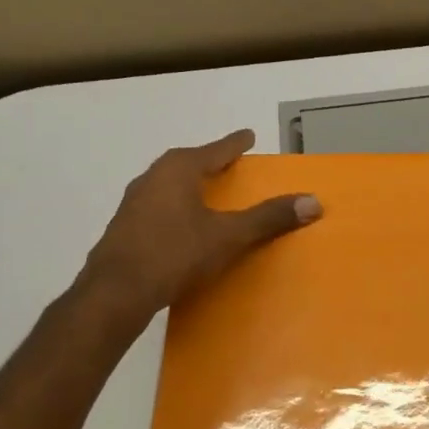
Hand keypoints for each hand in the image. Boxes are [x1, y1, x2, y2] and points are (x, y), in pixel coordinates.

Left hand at [82, 130, 320, 316]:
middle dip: (209, 162)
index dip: (235, 144)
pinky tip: (182, 224)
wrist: (115, 293)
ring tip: (208, 193)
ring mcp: (133, 202)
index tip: (248, 135)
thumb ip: (268, 218)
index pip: (215, 150)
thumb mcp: (228, 236)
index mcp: (178, 169)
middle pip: (187, 162)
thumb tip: (313, 202)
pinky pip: (157, 205)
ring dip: (189, 184)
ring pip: (169, 184)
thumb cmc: (175, 254)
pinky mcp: (124, 227)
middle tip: (229, 163)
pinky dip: (175, 206)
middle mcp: (152, 177)